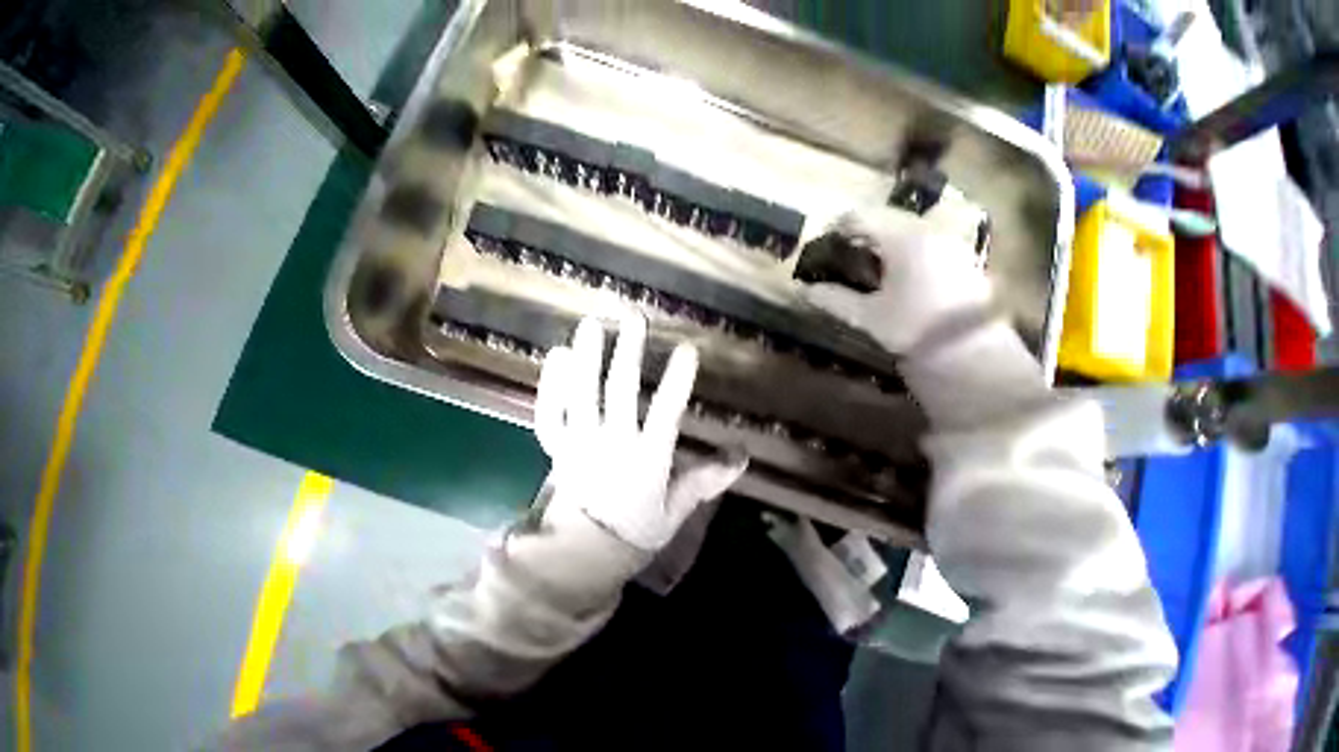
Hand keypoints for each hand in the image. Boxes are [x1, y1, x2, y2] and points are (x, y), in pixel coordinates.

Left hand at [533, 315, 746, 550]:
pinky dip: (552, 383)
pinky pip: (551, 410)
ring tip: (592, 323)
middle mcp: (613, 442)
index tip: (687, 349)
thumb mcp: (675, 511)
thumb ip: (706, 480)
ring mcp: (580, 441)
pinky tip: (557, 355)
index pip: (666, 413)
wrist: (579, 555)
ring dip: (588, 356)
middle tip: (634, 317)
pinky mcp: (557, 445)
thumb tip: (743, 455)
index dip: (678, 380)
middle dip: (629, 352)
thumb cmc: (633, 532)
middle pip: (620, 391)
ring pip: (582, 393)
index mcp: (646, 459)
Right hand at [799, 208, 992, 353]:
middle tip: (839, 253)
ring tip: (862, 263)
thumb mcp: (866, 315)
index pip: (864, 218)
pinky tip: (893, 273)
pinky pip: (923, 244)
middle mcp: (930, 233)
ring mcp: (949, 245)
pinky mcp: (960, 260)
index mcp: (905, 241)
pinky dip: (901, 251)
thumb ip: (833, 299)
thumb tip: (803, 290)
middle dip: (860, 234)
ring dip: (881, 243)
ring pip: (906, 232)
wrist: (969, 351)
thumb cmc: (911, 327)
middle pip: (886, 221)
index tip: (821, 240)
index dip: (838, 226)